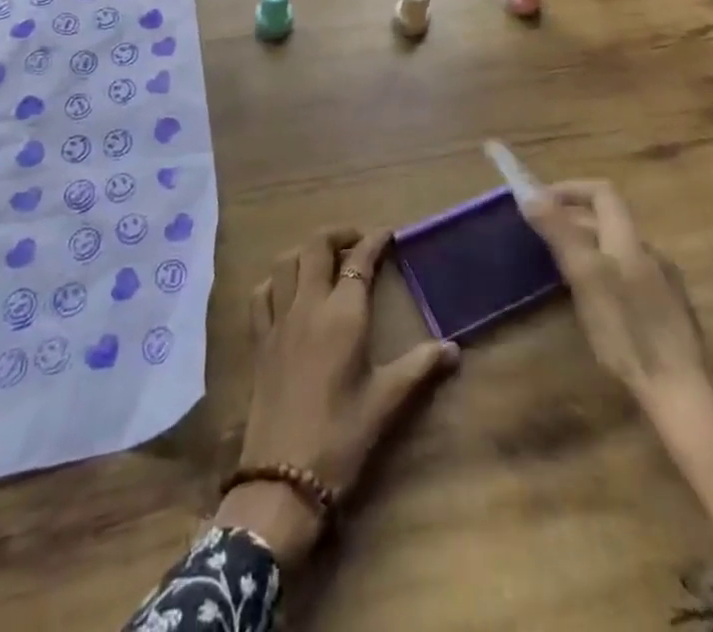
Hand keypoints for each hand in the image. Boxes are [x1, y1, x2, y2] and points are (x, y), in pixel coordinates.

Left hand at [216, 227, 458, 564]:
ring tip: (323, 259)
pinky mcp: (258, 340)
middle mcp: (308, 305)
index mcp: (343, 314)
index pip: (360, 261)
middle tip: (357, 241)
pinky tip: (285, 289)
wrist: (283, 478)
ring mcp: (278, 320)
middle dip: (337, 234)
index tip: (388, 233)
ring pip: (286, 262)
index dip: (375, 241)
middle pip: (316, 247)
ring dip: (305, 251)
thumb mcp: (387, 402)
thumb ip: (420, 367)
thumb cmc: (342, 437)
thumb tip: (454, 349)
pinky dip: (275, 279)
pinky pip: (261, 293)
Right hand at [520, 180, 711, 394]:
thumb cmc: (629, 331)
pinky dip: (604, 273)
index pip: (602, 192)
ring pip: (617, 249)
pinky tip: (593, 304)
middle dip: (572, 220)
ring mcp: (662, 283)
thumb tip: (530, 193)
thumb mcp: (586, 277)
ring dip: (587, 248)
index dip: (570, 189)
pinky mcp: (667, 311)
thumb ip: (559, 232)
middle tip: (540, 237)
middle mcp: (649, 253)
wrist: (683, 394)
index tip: (540, 200)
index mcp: (629, 239)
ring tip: (559, 269)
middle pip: (608, 221)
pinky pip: (628, 275)